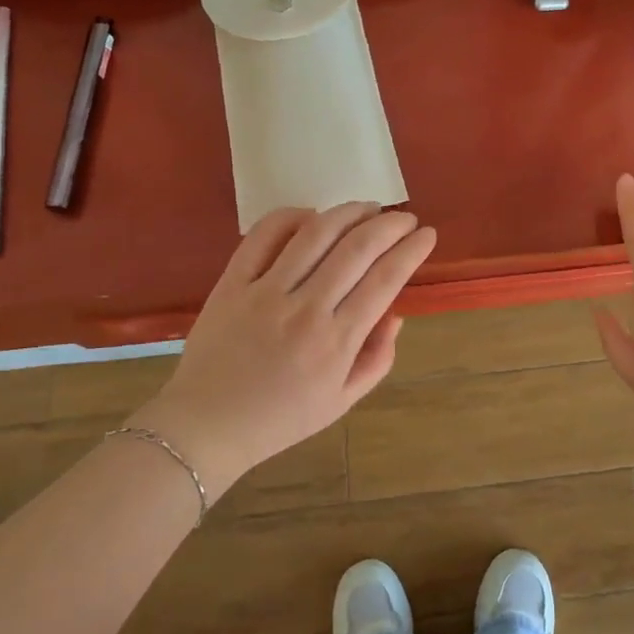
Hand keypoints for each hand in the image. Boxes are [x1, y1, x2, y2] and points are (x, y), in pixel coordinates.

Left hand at [138, 202, 434, 499]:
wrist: (206, 426)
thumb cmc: (280, 418)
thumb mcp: (341, 402)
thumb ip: (376, 359)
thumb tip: (395, 314)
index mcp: (336, 343)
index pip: (385, 280)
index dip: (412, 250)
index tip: (427, 235)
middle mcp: (306, 310)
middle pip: (358, 249)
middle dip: (390, 224)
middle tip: (404, 218)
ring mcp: (266, 292)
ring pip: (316, 234)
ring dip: (349, 212)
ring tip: (368, 207)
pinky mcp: (233, 282)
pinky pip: (264, 236)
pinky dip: (292, 216)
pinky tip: (312, 215)